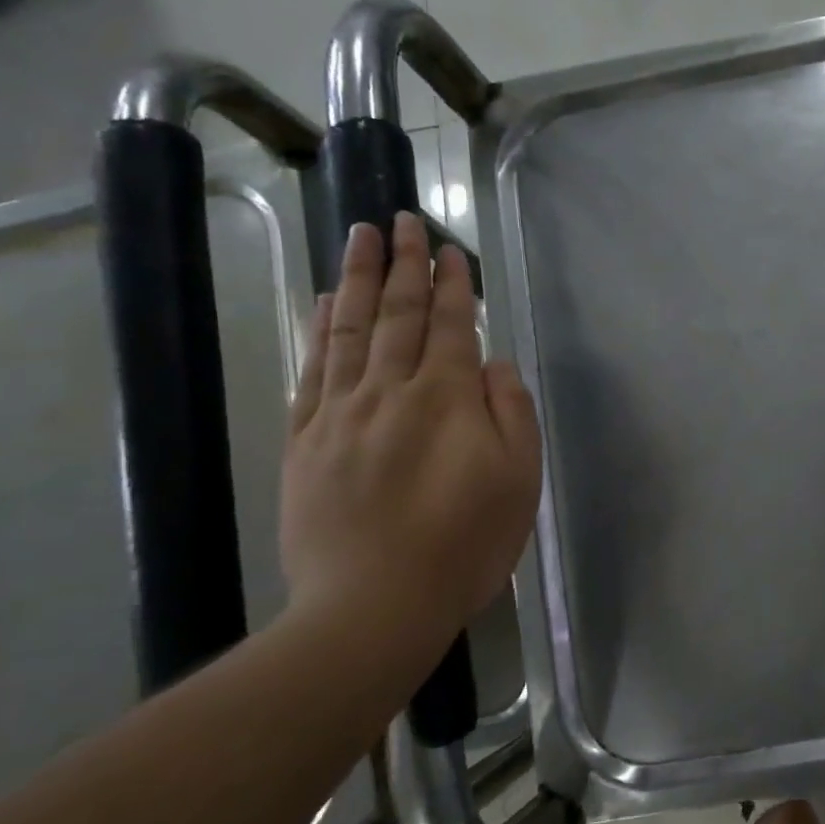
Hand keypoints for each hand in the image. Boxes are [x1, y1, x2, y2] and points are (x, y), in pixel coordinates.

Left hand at [280, 213, 542, 650]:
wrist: (373, 604)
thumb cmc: (465, 544)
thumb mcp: (518, 480)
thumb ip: (511, 413)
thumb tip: (495, 364)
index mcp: (446, 399)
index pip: (449, 326)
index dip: (451, 285)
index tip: (448, 249)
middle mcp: (390, 391)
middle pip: (396, 315)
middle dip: (402, 265)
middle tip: (400, 219)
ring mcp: (340, 413)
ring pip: (349, 330)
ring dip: (355, 279)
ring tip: (359, 237)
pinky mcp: (306, 441)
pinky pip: (312, 369)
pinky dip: (319, 330)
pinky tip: (322, 304)